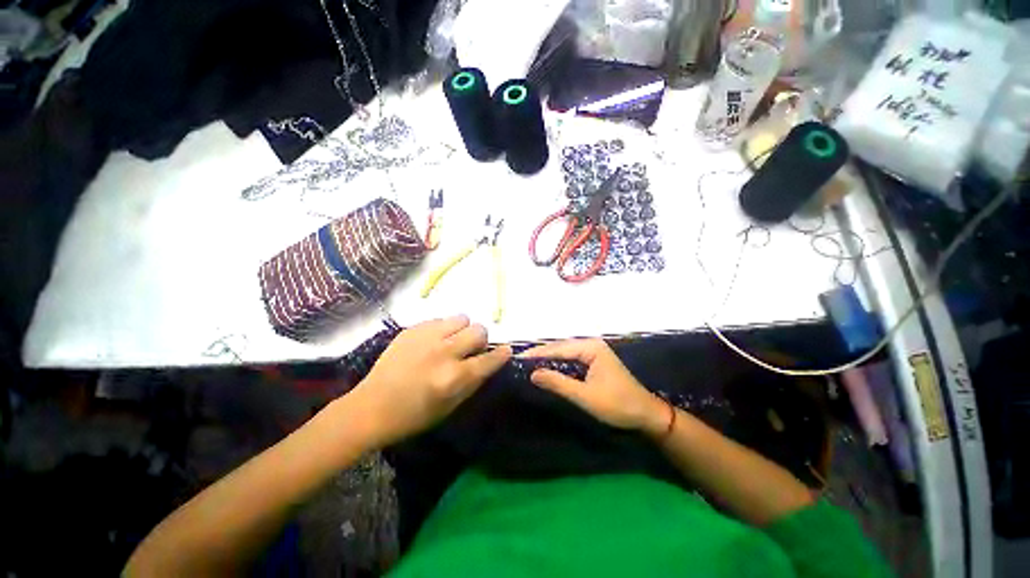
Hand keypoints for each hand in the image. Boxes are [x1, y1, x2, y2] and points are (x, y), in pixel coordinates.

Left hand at [351, 316, 510, 445]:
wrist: (371, 407)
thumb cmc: (414, 416)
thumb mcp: (451, 406)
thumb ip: (474, 381)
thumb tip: (490, 361)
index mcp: (454, 377)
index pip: (489, 359)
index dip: (502, 354)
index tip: (505, 350)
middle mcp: (444, 352)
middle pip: (479, 330)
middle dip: (479, 340)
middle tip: (469, 349)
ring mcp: (427, 337)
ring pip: (461, 318)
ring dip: (461, 330)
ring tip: (450, 341)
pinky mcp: (413, 329)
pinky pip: (440, 320)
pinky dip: (442, 329)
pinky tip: (431, 342)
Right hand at [519, 339, 669, 435]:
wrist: (646, 414)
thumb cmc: (617, 405)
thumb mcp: (585, 396)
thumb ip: (558, 383)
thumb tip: (533, 373)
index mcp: (591, 348)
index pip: (558, 348)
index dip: (538, 353)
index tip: (518, 358)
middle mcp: (591, 345)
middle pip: (561, 347)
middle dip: (541, 354)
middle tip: (520, 361)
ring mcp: (594, 352)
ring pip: (565, 353)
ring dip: (548, 359)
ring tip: (528, 364)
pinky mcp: (594, 361)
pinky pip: (571, 359)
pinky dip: (558, 364)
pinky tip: (547, 368)